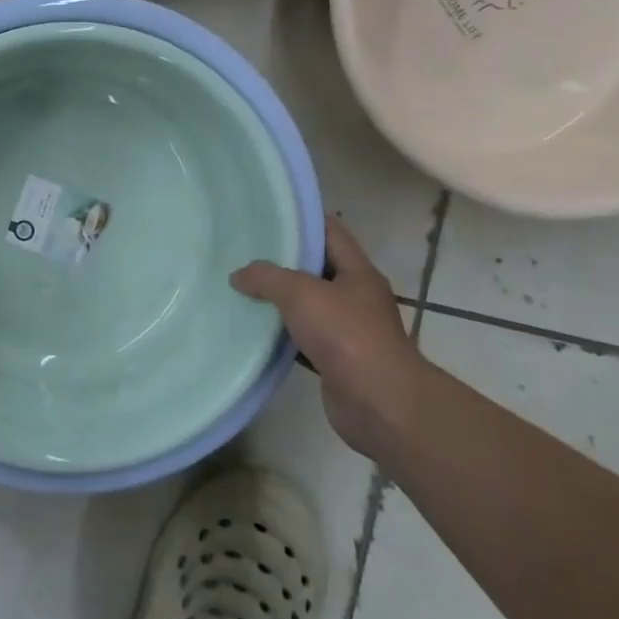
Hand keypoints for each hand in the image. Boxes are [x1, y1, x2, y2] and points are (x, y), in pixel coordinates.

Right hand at [231, 216, 428, 457]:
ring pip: (308, 306)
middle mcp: (356, 298)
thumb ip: (266, 277)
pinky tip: (253, 330)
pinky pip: (302, 339)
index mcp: (358, 272)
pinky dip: (280, 334)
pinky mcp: (336, 361)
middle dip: (283, 261)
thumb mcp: (301, 293)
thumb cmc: (346, 335)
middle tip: (243, 251)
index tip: (267, 215)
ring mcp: (348, 331)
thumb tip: (238, 275)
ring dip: (279, 300)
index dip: (302, 220)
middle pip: (317, 269)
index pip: (330, 233)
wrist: (380, 403)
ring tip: (240, 288)